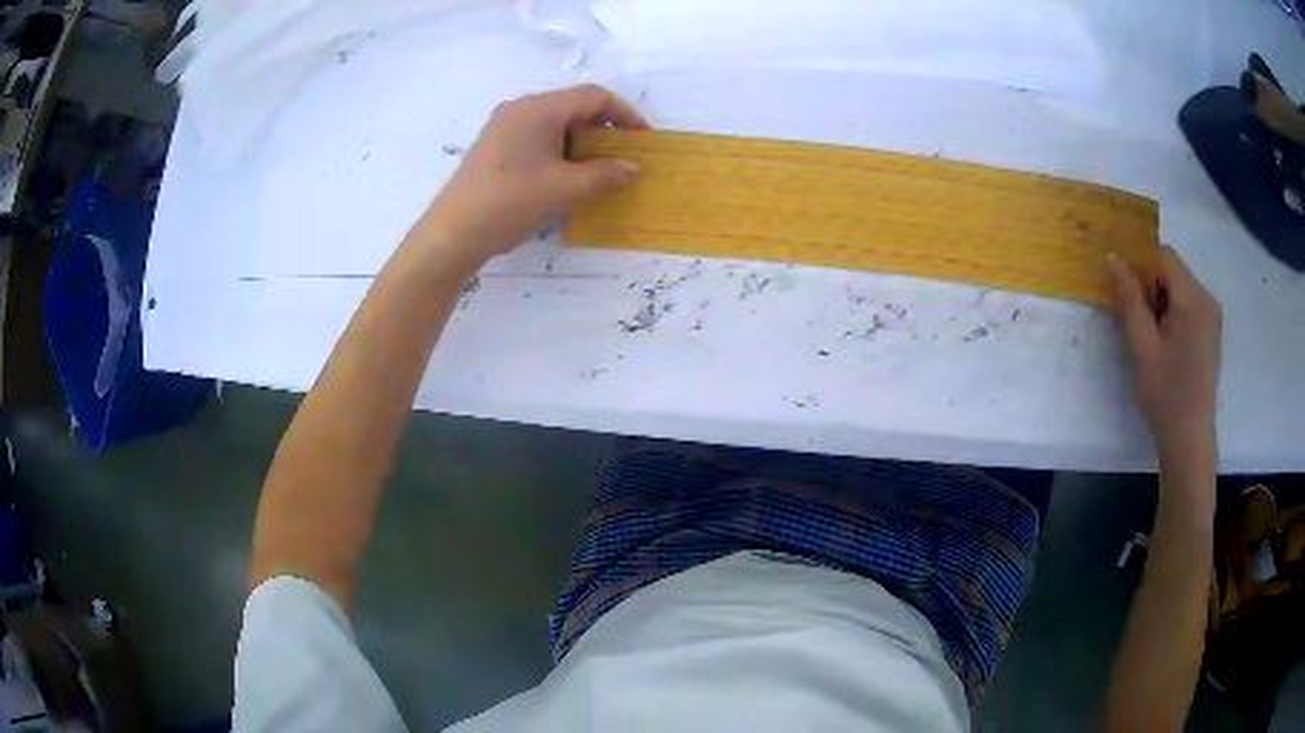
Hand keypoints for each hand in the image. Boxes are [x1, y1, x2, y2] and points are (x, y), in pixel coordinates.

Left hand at [420, 84, 646, 263]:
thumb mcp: (565, 189)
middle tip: (623, 156)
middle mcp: (520, 109)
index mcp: (538, 108)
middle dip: (603, 129)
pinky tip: (567, 176)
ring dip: (582, 142)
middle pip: (573, 107)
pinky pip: (537, 137)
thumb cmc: (511, 202)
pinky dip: (560, 150)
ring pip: (555, 123)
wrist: (453, 233)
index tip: (642, 139)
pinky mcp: (495, 146)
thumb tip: (633, 168)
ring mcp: (504, 126)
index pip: (593, 96)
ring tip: (599, 170)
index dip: (624, 113)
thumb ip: (605, 174)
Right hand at [1108, 247, 1222, 456]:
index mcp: (1193, 299)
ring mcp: (1212, 315)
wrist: (1189, 439)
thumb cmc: (1165, 395)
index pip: (1163, 256)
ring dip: (1160, 299)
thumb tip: (1112, 258)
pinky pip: (1188, 303)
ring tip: (1151, 336)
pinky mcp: (1211, 329)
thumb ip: (1129, 299)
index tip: (1126, 295)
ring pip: (1179, 286)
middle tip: (1137, 320)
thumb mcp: (1141, 347)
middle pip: (1172, 270)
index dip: (1140, 267)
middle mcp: (1207, 298)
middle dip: (1151, 285)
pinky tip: (1166, 342)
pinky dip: (1172, 311)